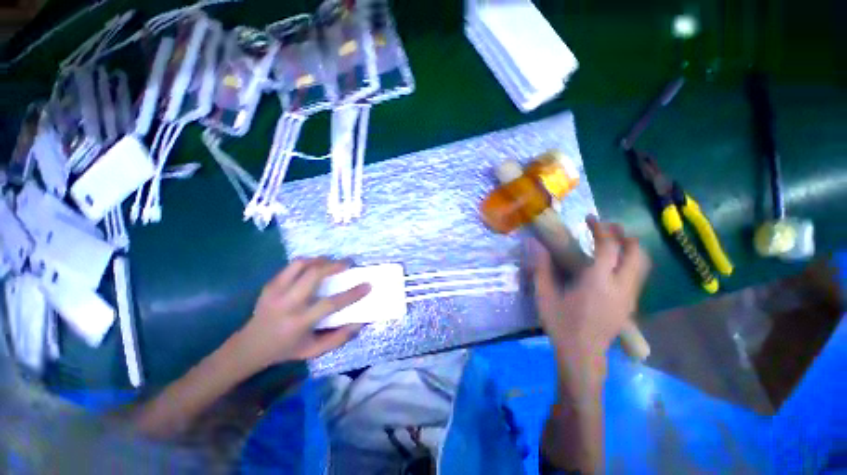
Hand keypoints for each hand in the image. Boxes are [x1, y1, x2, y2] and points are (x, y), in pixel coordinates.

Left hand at [232, 258, 370, 372]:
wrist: (249, 346)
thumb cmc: (286, 349)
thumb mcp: (314, 351)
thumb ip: (338, 338)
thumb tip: (359, 323)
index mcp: (299, 322)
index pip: (330, 304)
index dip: (352, 294)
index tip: (367, 285)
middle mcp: (287, 304)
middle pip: (313, 276)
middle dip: (334, 265)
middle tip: (348, 263)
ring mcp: (276, 292)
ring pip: (300, 265)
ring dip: (320, 260)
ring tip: (331, 261)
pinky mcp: (270, 285)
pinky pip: (291, 266)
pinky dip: (307, 262)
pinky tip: (315, 265)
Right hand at [531, 217, 650, 371]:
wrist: (582, 355)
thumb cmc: (561, 324)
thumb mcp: (545, 295)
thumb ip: (541, 267)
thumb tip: (535, 244)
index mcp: (598, 282)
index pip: (609, 247)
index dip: (601, 229)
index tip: (590, 219)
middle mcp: (620, 286)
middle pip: (636, 253)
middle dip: (624, 235)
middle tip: (607, 227)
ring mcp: (629, 297)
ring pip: (642, 265)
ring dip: (630, 248)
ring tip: (613, 241)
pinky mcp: (631, 305)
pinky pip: (637, 276)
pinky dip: (630, 261)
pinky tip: (613, 264)